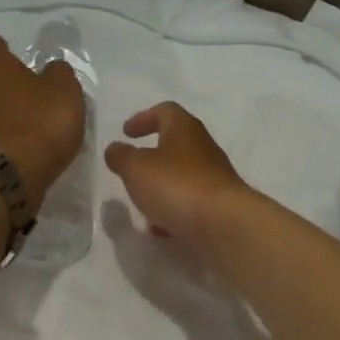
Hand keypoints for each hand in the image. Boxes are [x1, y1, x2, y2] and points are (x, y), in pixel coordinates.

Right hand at [104, 102, 254, 252]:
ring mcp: (214, 178)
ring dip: (161, 187)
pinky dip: (174, 211)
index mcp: (184, 129)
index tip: (126, 132)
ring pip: (182, 176)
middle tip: (132, 169)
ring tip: (142, 204)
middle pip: (175, 144)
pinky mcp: (218, 205)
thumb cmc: (177, 186)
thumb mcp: (136, 168)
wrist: (225, 224)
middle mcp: (203, 148)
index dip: (143, 118)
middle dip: (151, 157)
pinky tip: (161, 228)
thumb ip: (121, 157)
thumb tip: (115, 149)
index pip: (165, 111)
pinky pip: (191, 203)